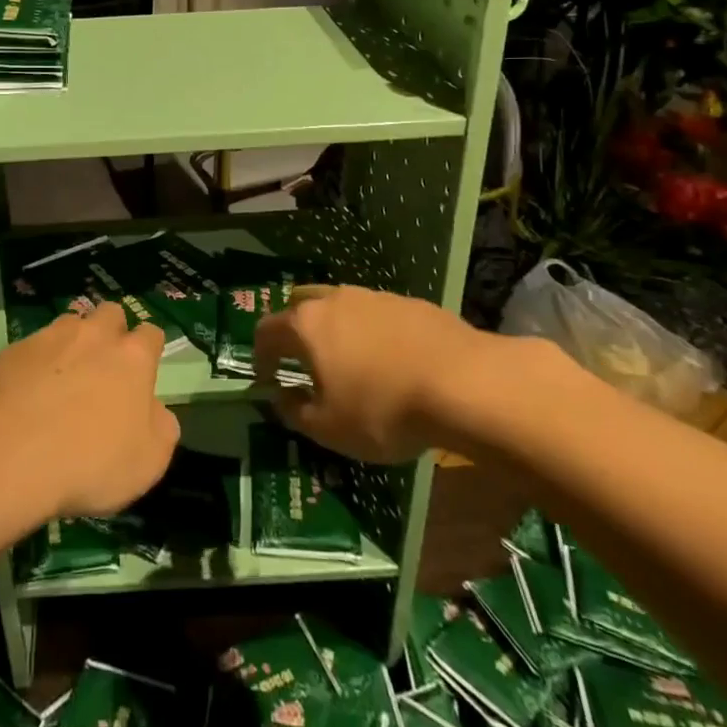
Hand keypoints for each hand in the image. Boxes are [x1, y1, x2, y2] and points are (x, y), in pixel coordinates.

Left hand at [0, 302, 179, 518]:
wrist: (13, 456)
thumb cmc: (91, 461)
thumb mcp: (149, 461)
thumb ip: (160, 427)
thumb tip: (154, 410)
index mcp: (132, 357)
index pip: (151, 333)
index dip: (149, 350)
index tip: (143, 372)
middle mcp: (94, 335)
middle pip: (111, 313)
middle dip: (111, 331)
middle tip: (104, 367)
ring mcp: (51, 338)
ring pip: (70, 323)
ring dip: (73, 342)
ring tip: (64, 375)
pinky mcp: (14, 350)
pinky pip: (32, 347)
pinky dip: (35, 363)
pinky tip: (27, 392)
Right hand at [254, 284, 554, 462]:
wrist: (466, 384)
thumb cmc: (383, 409)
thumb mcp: (329, 428)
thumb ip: (294, 412)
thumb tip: (279, 397)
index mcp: (307, 325)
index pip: (266, 330)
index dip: (260, 356)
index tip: (267, 379)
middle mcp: (335, 300)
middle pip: (301, 304)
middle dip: (295, 329)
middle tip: (302, 360)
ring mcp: (375, 297)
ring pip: (341, 305)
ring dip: (336, 328)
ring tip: (350, 360)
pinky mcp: (412, 303)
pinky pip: (378, 314)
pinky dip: (373, 332)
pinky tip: (392, 360)